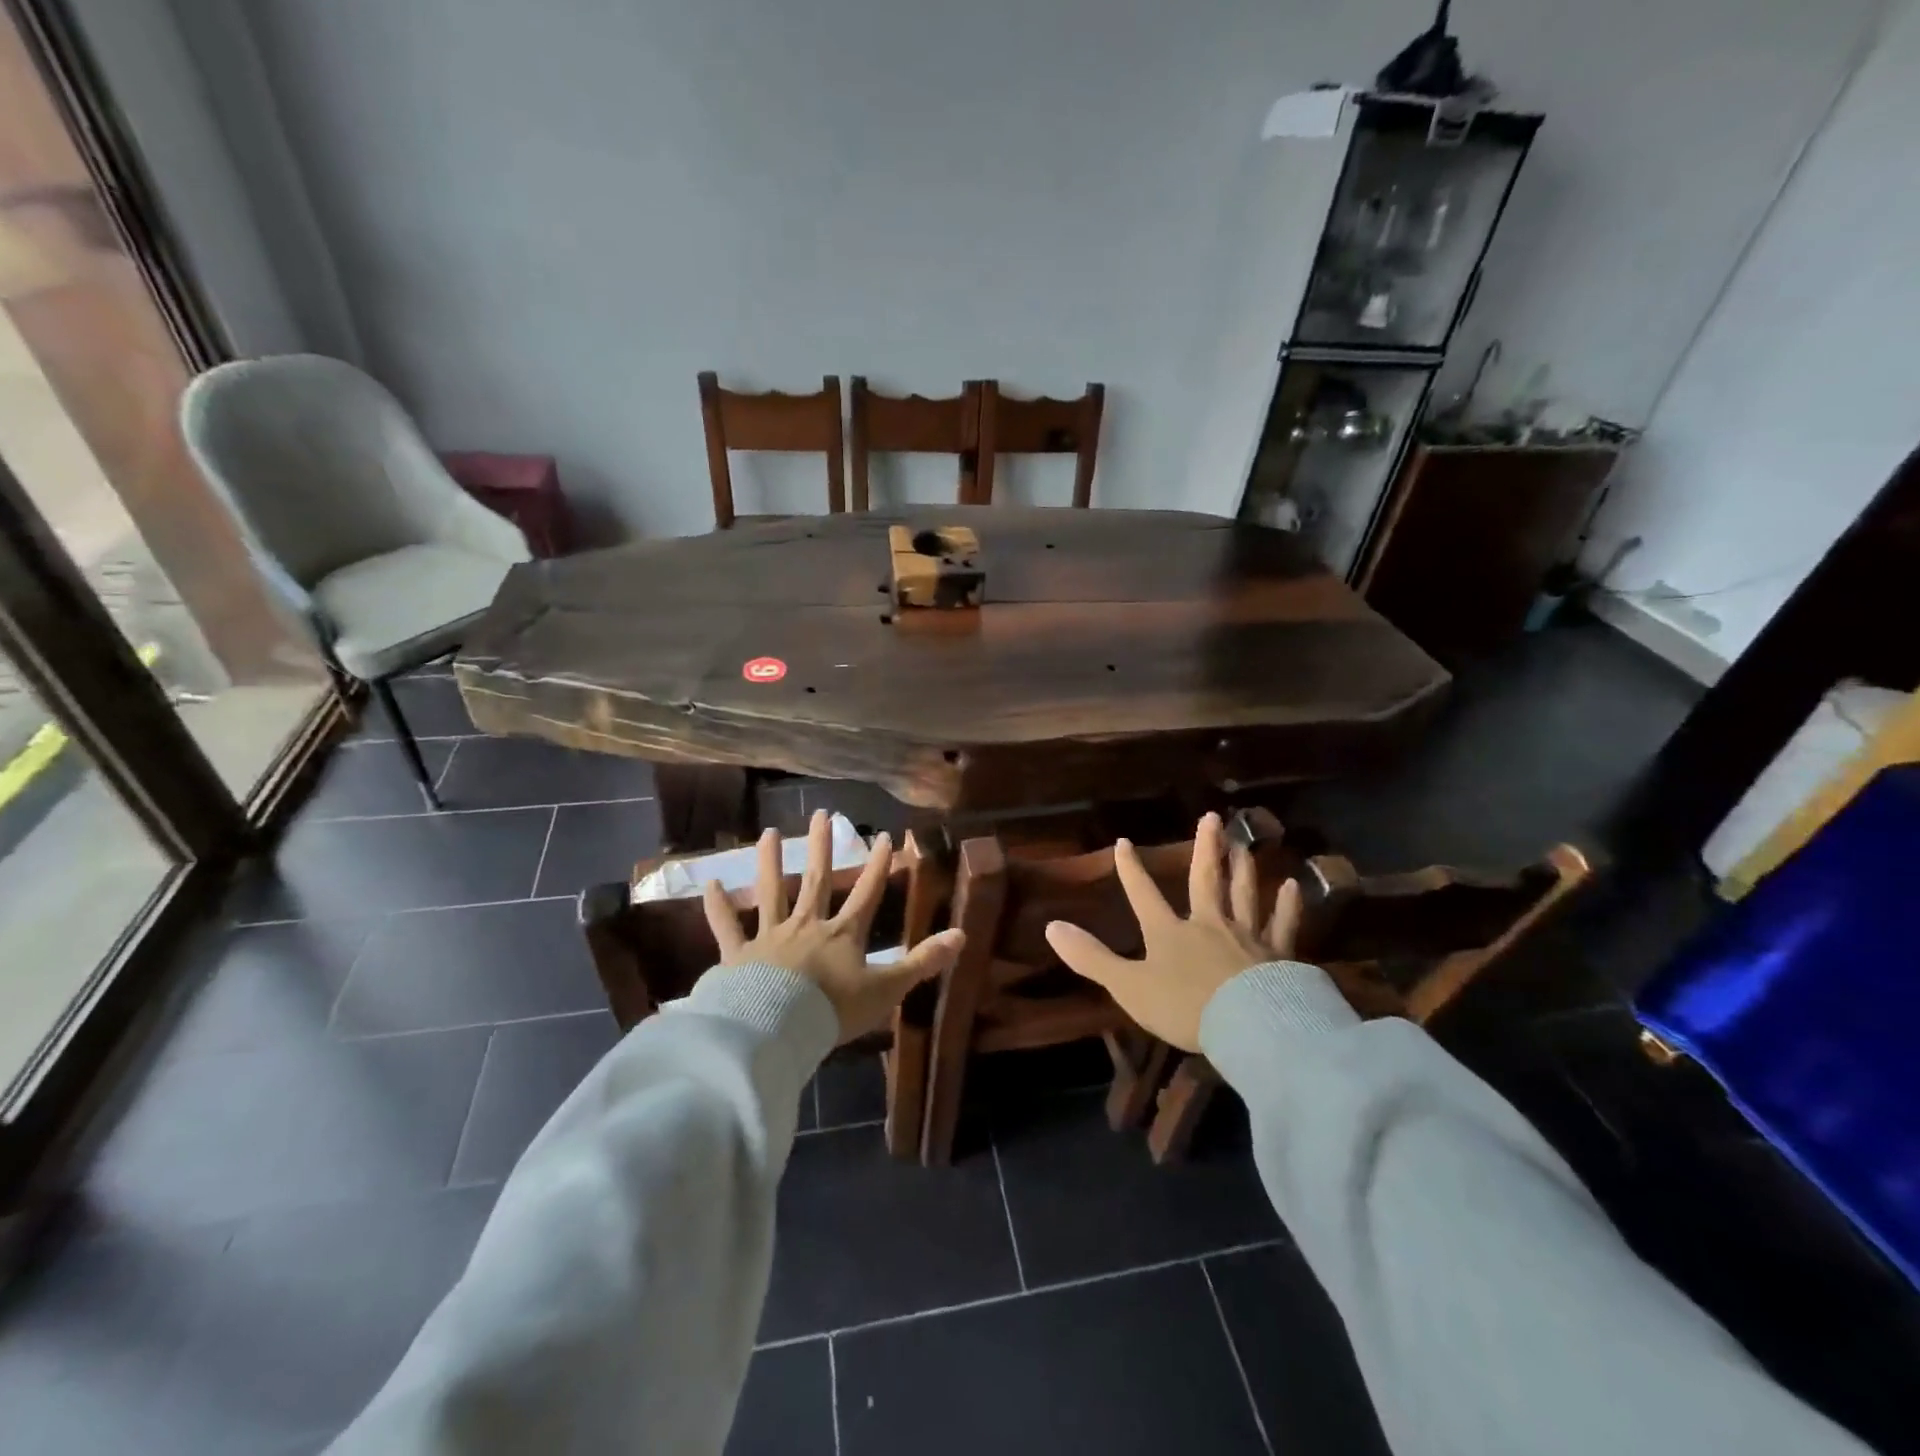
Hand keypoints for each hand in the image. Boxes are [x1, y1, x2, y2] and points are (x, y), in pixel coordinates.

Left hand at [703, 810, 965, 1042]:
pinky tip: (708, 883)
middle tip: (824, 814)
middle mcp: (808, 925)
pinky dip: (717, 906)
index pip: (867, 893)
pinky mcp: (739, 954)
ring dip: (771, 861)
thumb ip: (923, 961)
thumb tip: (962, 935)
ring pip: (772, 891)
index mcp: (843, 934)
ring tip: (770, 832)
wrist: (778, 1028)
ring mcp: (771, 936)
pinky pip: (727, 926)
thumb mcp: (888, 988)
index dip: (878, 866)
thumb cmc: (835, 1010)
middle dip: (823, 847)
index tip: (884, 836)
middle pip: (818, 880)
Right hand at [1045, 812, 1301, 1051]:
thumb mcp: (1128, 986)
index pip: (1143, 894)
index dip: (1131, 869)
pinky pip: (1283, 924)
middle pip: (1206, 879)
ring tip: (1244, 844)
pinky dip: (1287, 905)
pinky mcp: (1278, 954)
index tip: (1123, 841)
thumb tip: (1050, 926)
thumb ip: (1090, 957)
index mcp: (1169, 931)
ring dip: (1243, 868)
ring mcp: (1246, 936)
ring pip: (1244, 893)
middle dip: (1206, 848)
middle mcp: (1208, 923)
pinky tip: (1292, 886)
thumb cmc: (1184, 1007)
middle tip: (1212, 817)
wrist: (1249, 1026)